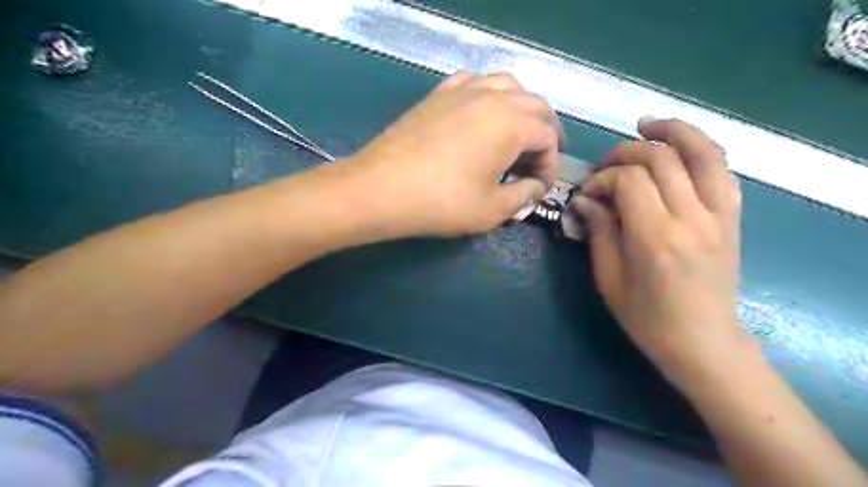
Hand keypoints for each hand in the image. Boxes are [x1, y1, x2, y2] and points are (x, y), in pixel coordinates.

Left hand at [338, 71, 563, 237]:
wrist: (381, 189)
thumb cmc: (442, 202)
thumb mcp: (493, 209)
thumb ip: (524, 195)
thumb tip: (535, 186)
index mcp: (512, 123)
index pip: (548, 137)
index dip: (551, 164)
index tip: (539, 187)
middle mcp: (492, 96)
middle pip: (535, 105)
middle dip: (545, 133)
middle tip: (539, 160)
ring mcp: (462, 90)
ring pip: (507, 86)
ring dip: (520, 109)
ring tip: (516, 134)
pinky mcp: (438, 94)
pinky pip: (474, 83)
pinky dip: (488, 96)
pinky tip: (482, 115)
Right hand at [572, 118, 745, 387]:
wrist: (703, 342)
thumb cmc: (647, 318)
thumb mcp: (609, 279)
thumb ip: (599, 232)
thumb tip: (585, 200)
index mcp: (656, 238)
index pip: (630, 181)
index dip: (604, 178)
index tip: (588, 192)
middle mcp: (693, 218)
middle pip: (662, 158)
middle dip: (628, 152)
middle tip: (607, 165)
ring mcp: (720, 216)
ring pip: (704, 152)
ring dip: (674, 131)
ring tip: (648, 124)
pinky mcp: (733, 219)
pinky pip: (723, 171)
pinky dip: (701, 152)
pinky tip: (680, 152)